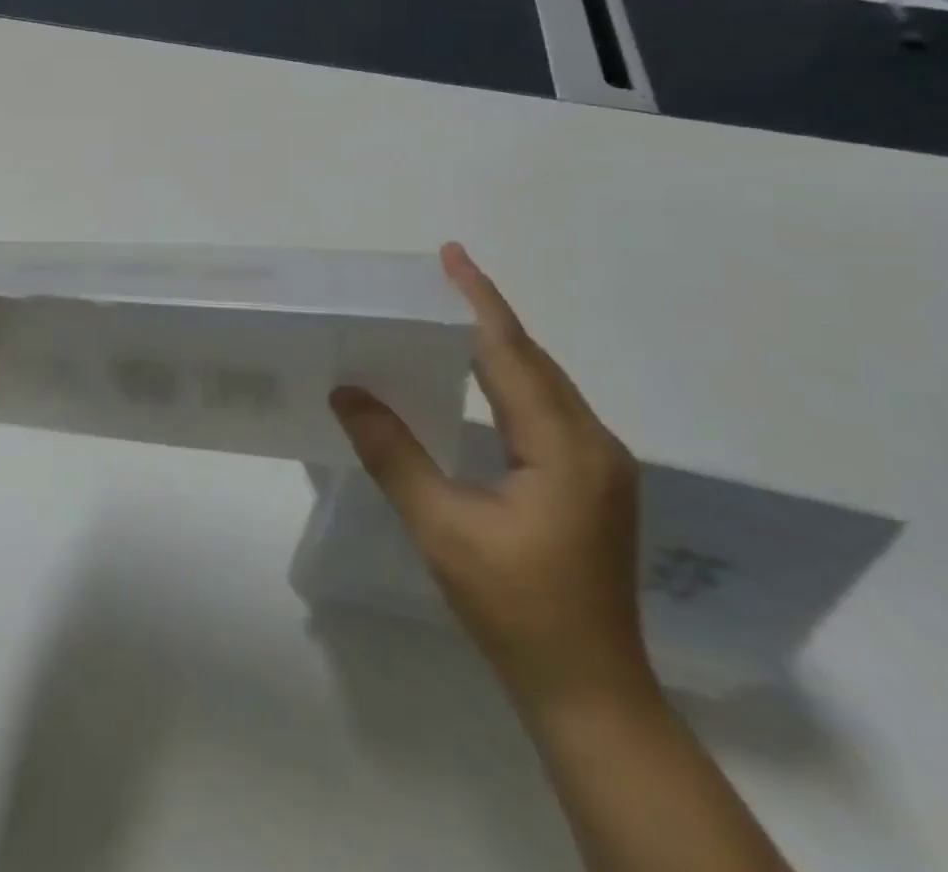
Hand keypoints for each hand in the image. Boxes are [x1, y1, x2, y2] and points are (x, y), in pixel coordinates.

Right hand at [330, 242, 651, 718]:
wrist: (590, 692)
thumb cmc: (514, 608)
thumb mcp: (442, 527)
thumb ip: (393, 453)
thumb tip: (346, 392)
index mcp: (564, 447)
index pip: (512, 352)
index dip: (478, 300)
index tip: (450, 254)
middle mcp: (593, 444)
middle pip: (533, 360)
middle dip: (485, 314)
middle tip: (438, 277)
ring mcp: (600, 465)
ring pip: (544, 384)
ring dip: (499, 345)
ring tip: (448, 315)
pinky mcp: (592, 483)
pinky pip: (547, 408)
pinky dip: (510, 378)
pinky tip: (480, 378)